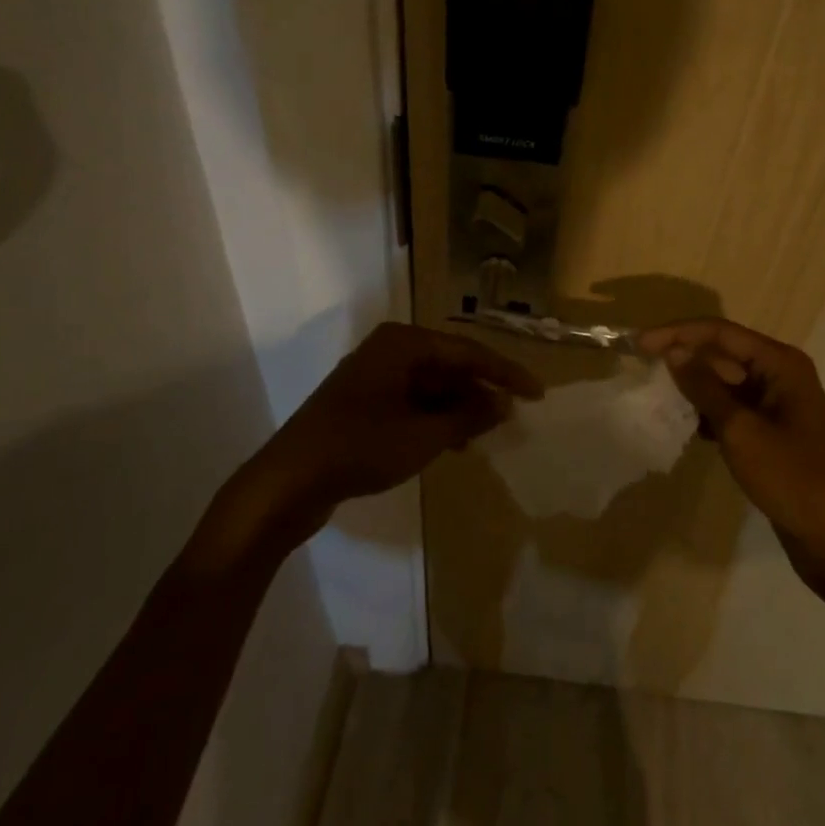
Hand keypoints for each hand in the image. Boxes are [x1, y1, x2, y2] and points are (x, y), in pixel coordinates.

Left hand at [250, 322, 541, 537]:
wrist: (287, 482)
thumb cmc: (360, 448)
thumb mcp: (423, 435)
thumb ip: (467, 416)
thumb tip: (502, 404)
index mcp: (403, 343)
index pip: (467, 351)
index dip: (505, 373)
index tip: (536, 394)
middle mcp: (389, 349)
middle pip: (449, 364)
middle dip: (480, 391)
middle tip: (512, 417)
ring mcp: (373, 376)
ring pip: (431, 385)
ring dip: (459, 407)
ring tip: (486, 434)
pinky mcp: (363, 402)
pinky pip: (412, 401)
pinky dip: (435, 418)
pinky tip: (453, 442)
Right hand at [638, 318, 824, 596]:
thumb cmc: (792, 478)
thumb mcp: (741, 430)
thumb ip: (705, 388)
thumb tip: (673, 352)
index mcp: (781, 364)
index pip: (721, 333)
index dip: (678, 334)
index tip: (640, 344)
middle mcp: (782, 375)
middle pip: (724, 354)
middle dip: (685, 359)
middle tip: (643, 370)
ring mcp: (779, 405)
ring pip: (726, 383)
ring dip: (695, 387)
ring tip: (657, 396)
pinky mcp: (774, 433)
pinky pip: (734, 409)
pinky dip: (709, 412)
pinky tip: (686, 426)